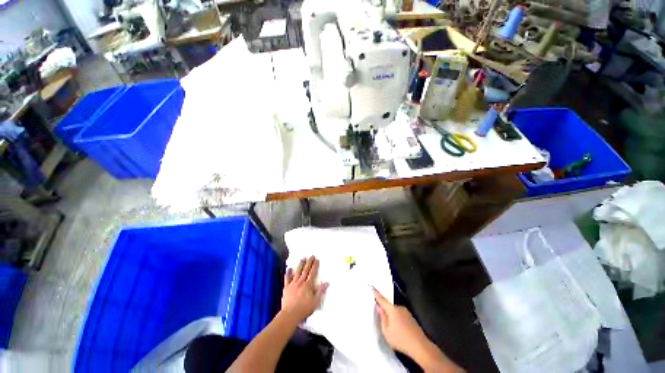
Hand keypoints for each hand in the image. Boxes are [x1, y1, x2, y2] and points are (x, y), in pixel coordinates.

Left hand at [281, 256, 328, 322]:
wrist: (290, 315)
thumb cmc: (304, 309)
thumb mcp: (315, 301)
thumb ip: (321, 291)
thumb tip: (327, 282)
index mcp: (308, 285)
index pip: (313, 272)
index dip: (315, 265)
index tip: (316, 259)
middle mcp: (301, 282)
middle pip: (306, 270)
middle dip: (309, 262)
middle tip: (311, 256)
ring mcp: (293, 284)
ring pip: (297, 272)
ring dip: (300, 264)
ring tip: (302, 258)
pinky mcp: (287, 287)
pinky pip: (287, 278)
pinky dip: (288, 273)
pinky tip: (289, 268)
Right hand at [373, 287, 427, 355]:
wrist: (420, 346)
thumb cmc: (400, 339)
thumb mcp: (386, 331)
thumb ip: (382, 318)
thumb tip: (379, 307)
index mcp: (392, 309)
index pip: (382, 299)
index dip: (377, 294)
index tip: (373, 288)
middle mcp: (399, 308)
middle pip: (389, 306)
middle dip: (385, 310)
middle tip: (382, 318)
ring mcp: (406, 312)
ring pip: (395, 312)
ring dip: (392, 316)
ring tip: (392, 328)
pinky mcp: (411, 318)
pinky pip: (401, 316)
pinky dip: (398, 320)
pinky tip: (399, 330)